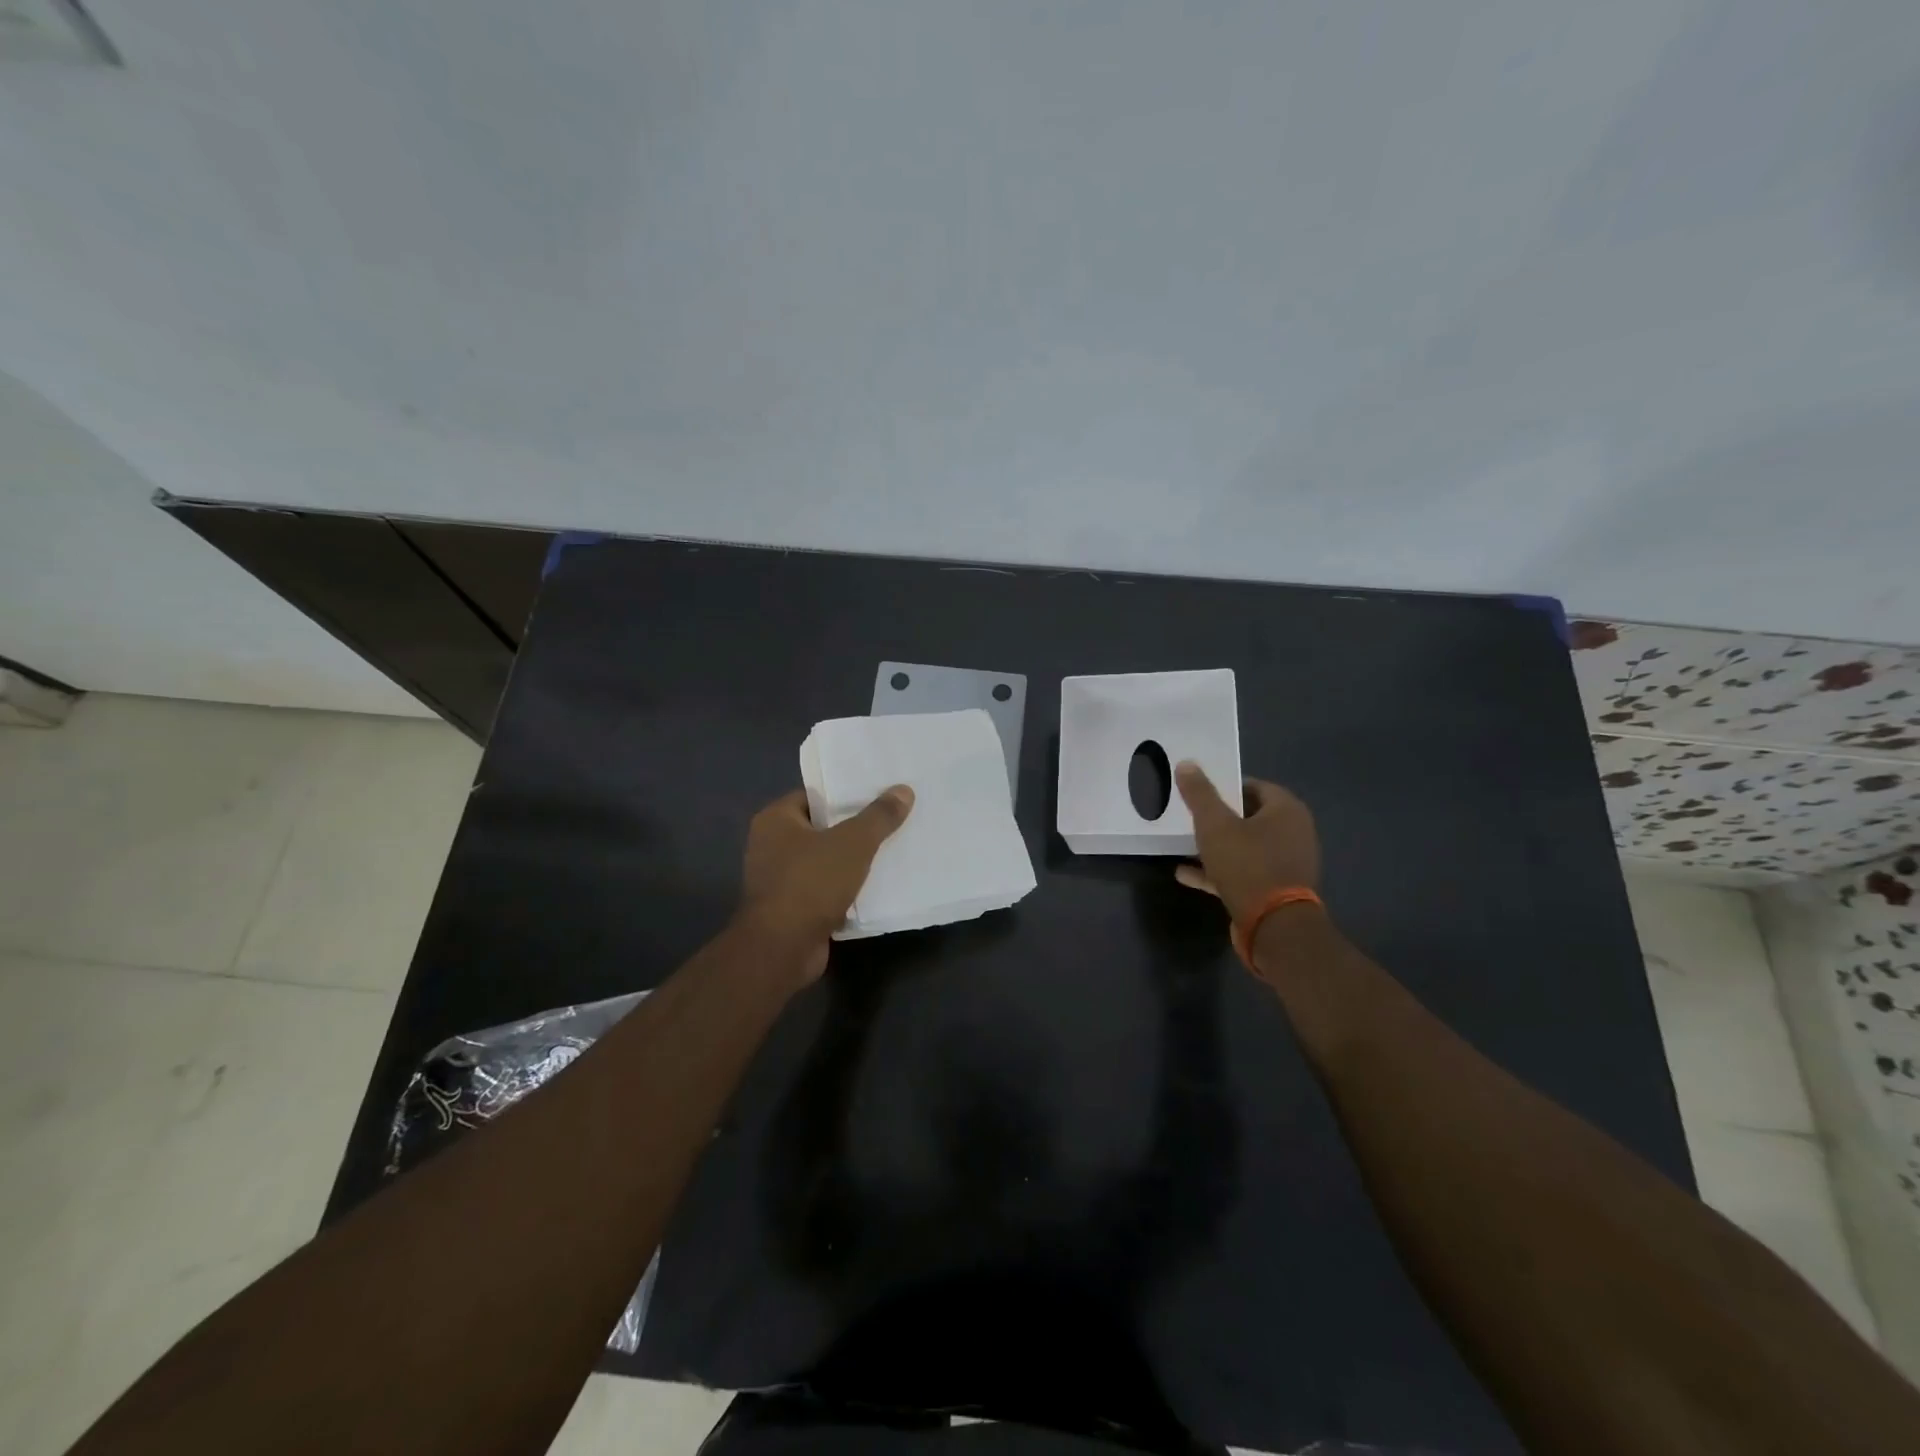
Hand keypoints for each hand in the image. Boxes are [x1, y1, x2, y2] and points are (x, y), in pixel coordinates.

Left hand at [738, 786, 914, 979]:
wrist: (783, 949)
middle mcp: (771, 845)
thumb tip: (904, 790)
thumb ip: (879, 816)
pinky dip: (847, 888)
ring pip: (826, 861)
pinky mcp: (792, 908)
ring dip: (854, 861)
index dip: (847, 794)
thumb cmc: (811, 883)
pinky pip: (826, 889)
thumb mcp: (853, 843)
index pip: (816, 796)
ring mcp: (780, 879)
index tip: (880, 793)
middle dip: (856, 828)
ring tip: (892, 850)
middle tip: (893, 820)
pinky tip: (878, 885)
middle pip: (823, 828)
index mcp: (776, 819)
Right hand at [1172, 761, 1319, 924]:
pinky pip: (1242, 872)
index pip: (1254, 786)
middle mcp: (1293, 833)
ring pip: (1245, 846)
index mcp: (1287, 810)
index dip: (1225, 786)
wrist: (1274, 926)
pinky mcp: (1275, 890)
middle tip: (1190, 815)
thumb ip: (1200, 794)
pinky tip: (1185, 873)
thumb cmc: (1247, 865)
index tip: (1199, 792)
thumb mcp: (1215, 825)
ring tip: (1184, 844)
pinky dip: (1217, 871)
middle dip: (1219, 817)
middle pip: (1250, 816)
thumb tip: (1186, 763)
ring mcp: (1286, 864)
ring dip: (1216, 846)